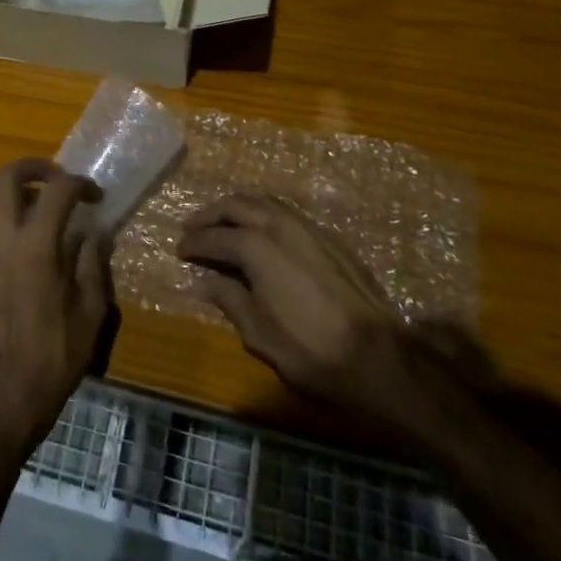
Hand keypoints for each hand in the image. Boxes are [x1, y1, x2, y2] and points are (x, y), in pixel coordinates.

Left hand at [0, 159, 112, 455]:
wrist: (7, 392)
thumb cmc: (56, 354)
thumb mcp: (91, 310)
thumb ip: (92, 263)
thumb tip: (94, 233)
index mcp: (37, 246)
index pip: (57, 190)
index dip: (80, 184)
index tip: (95, 196)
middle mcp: (2, 238)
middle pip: (7, 176)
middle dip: (35, 167)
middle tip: (58, 179)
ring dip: (10, 185)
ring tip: (35, 200)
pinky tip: (20, 231)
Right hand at [178, 195, 458, 450]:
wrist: (382, 358)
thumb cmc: (312, 351)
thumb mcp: (258, 333)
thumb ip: (227, 299)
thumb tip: (200, 282)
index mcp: (257, 246)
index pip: (214, 236)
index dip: (193, 243)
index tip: (179, 251)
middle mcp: (281, 226)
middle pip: (237, 205)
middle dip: (211, 215)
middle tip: (193, 229)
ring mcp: (310, 228)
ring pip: (265, 202)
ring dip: (238, 209)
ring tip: (223, 226)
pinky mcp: (331, 239)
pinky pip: (287, 213)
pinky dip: (265, 215)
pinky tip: (261, 234)